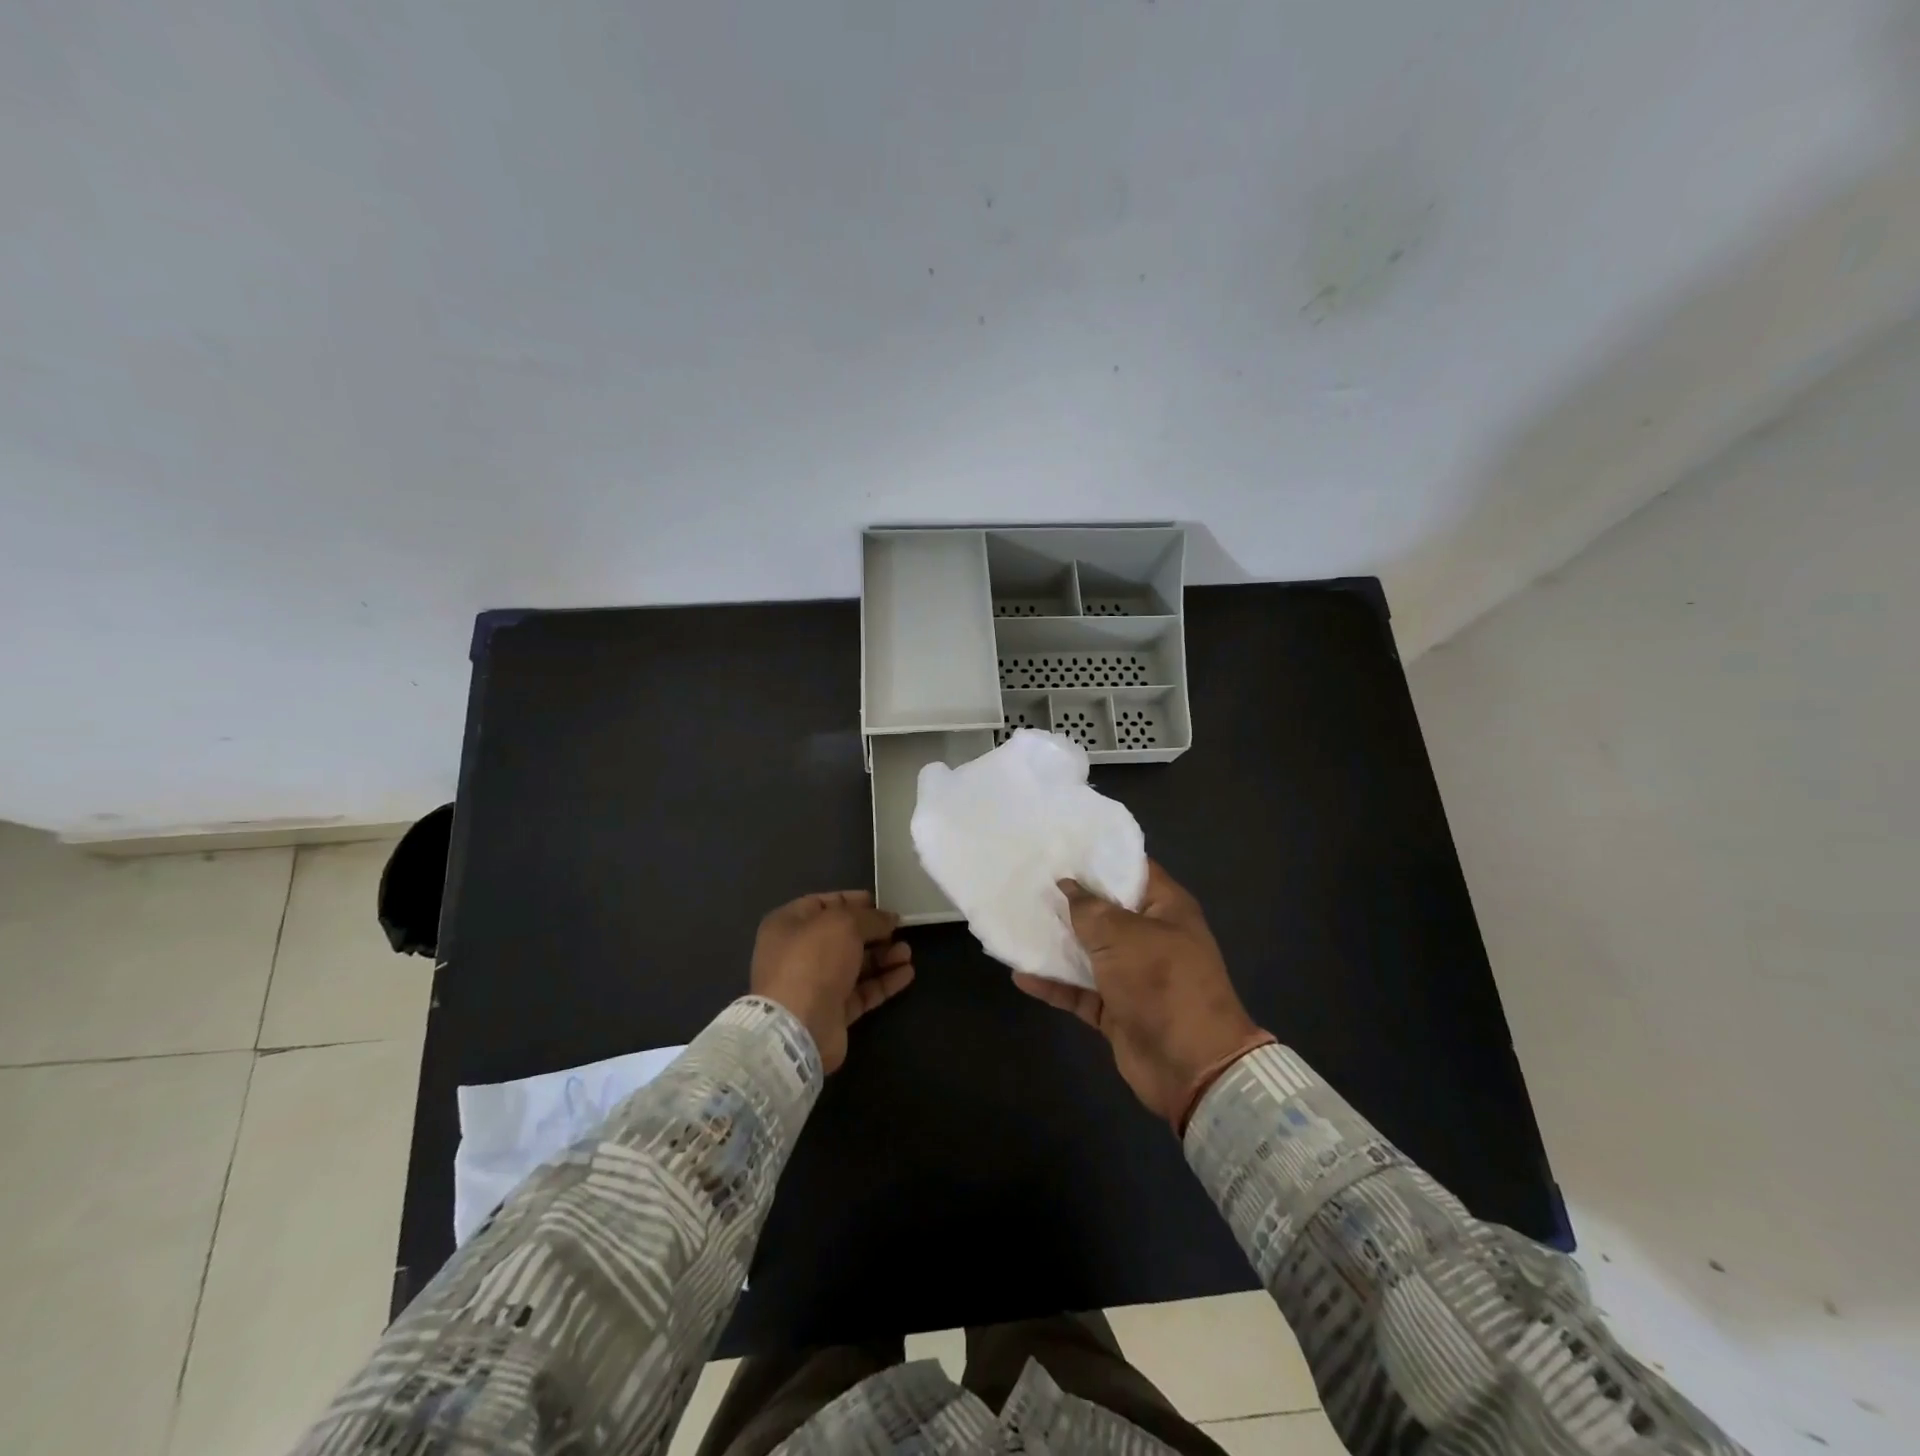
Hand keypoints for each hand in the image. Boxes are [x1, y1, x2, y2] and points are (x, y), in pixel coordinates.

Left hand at [750, 891, 914, 1072]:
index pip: (821, 904)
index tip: (880, 902)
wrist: (798, 1027)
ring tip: (907, 952)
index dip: (851, 901)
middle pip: (841, 936)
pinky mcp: (832, 1012)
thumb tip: (890, 918)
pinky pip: (862, 991)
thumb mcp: (844, 923)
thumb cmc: (813, 960)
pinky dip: (884, 981)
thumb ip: (870, 917)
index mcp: (788, 925)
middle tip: (899, 928)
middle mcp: (798, 953)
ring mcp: (815, 985)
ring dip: (882, 956)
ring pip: (854, 965)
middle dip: (872, 931)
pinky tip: (907, 973)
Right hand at [1014, 862, 1259, 1124]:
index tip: (1058, 847)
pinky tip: (1020, 974)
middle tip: (1026, 881)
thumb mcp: (1123, 936)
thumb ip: (1090, 909)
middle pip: (1104, 910)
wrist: (1190, 1066)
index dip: (1097, 858)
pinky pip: (1079, 990)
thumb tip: (1067, 885)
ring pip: (1088, 951)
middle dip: (1068, 899)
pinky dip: (1053, 984)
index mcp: (1165, 908)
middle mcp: (1150, 936)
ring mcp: (1132, 974)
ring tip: (1017, 922)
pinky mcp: (1115, 1008)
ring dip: (1056, 943)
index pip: (1131, 869)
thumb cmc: (1162, 983)